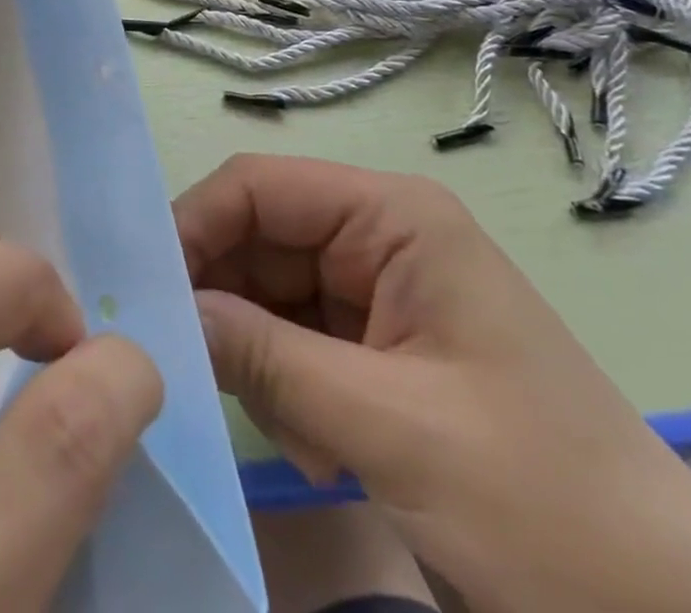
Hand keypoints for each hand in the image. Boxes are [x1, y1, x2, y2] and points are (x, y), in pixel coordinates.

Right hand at [174, 154, 690, 612]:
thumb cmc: (545, 504)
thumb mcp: (391, 427)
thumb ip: (265, 357)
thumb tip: (167, 315)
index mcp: (392, 216)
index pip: (259, 186)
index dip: (195, 225)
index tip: (145, 292)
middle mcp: (381, 236)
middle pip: (259, 240)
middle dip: (224, 304)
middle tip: (194, 375)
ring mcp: (381, 291)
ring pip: (270, 295)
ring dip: (259, 359)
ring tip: (295, 437)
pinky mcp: (382, 346)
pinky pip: (298, 341)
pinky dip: (287, 389)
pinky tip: (320, 452)